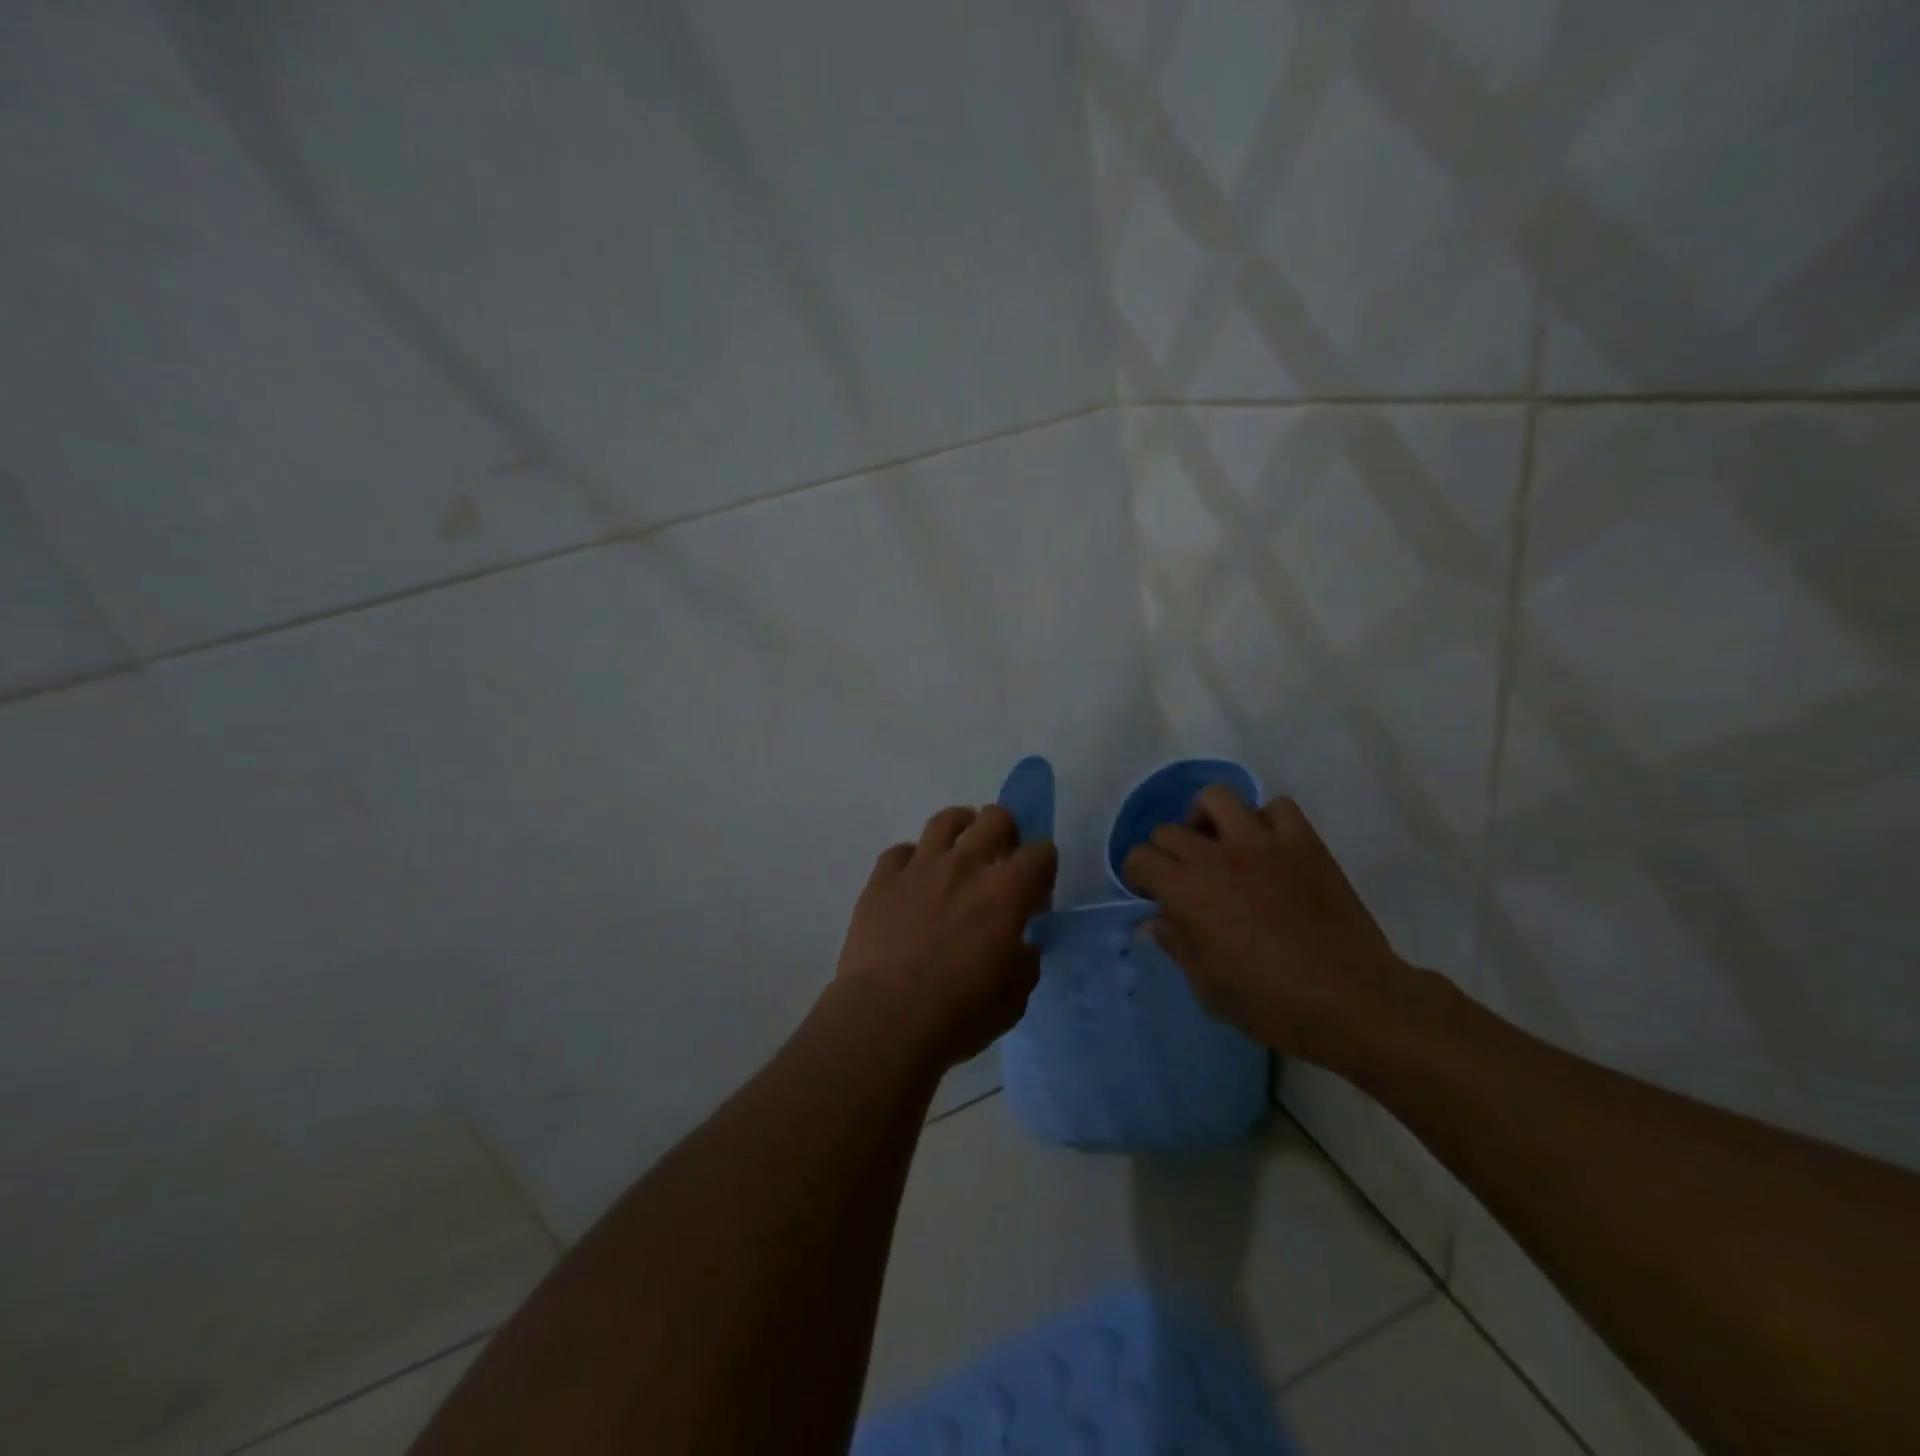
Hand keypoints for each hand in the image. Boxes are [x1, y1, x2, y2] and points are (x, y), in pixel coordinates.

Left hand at [835, 804, 1056, 1069]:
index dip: (1043, 867)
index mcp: (1006, 892)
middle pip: (994, 817)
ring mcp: (919, 868)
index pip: (1040, 852)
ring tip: (959, 851)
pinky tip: (913, 881)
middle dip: (1006, 832)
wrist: (885, 1019)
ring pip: (945, 820)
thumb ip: (1024, 961)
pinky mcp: (881, 880)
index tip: (1035, 893)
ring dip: (960, 829)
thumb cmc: (958, 1014)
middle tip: (1000, 860)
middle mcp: (965, 865)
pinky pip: (899, 851)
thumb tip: (1019, 944)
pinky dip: (911, 861)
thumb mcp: (1013, 998)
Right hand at [1121, 789, 1423, 1067]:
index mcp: (1185, 891)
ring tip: (1218, 844)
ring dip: (1208, 819)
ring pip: (1218, 798)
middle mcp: (1216, 856)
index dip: (1138, 876)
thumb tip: (1157, 921)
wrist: (1352, 1000)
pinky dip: (1266, 821)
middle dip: (1166, 852)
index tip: (1151, 895)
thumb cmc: (1272, 1004)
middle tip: (1183, 877)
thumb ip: (1177, 946)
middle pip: (1169, 829)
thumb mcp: (1208, 988)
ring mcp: (1262, 842)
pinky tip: (1269, 848)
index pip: (1139, 857)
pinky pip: (1277, 808)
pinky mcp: (1303, 843)